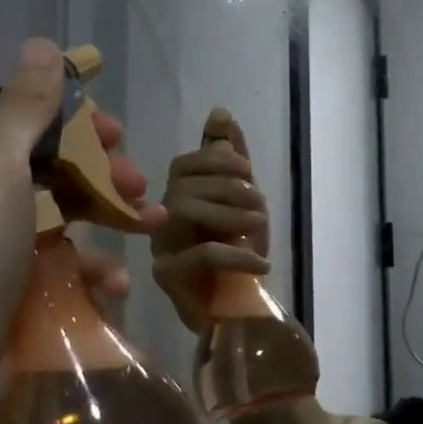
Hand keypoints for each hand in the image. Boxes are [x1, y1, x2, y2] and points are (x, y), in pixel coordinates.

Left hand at [0, 38, 166, 376]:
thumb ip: (27, 110)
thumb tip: (43, 42)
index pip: (23, 131)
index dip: (74, 126)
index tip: (115, 132)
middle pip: (51, 175)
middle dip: (102, 175)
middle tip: (139, 182)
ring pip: (67, 223)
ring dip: (111, 220)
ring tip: (153, 224)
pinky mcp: (19, 300)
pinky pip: (64, 272)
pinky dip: (93, 271)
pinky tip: (115, 282)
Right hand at [150, 107, 270, 333]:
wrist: (243, 310)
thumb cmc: (240, 254)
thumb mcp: (245, 201)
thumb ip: (232, 160)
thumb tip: (221, 113)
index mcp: (179, 196)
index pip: (185, 163)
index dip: (217, 160)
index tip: (247, 172)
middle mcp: (161, 218)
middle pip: (184, 184)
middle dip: (228, 188)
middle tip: (260, 205)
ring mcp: (160, 247)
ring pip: (185, 209)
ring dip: (231, 214)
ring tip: (261, 227)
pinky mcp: (168, 277)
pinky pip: (201, 254)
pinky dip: (237, 253)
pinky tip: (262, 263)